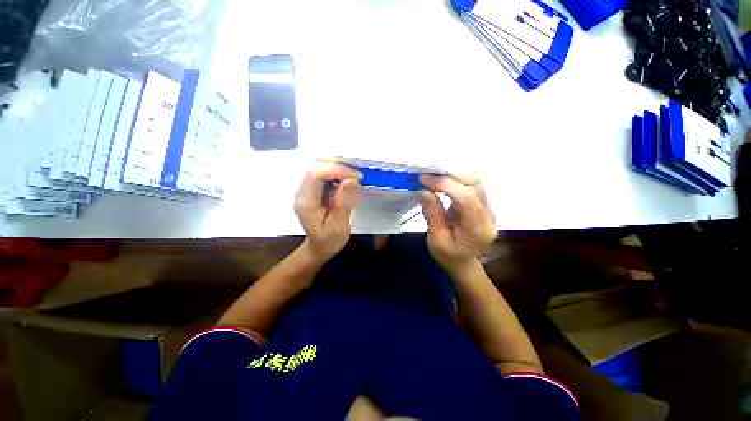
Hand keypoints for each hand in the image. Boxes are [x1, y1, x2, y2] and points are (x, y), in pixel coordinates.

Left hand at [294, 159, 362, 263]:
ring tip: (355, 177)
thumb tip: (351, 181)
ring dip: (339, 169)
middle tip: (357, 175)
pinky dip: (338, 173)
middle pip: (316, 166)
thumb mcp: (339, 227)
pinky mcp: (314, 190)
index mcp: (306, 202)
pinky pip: (325, 174)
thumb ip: (343, 203)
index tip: (356, 177)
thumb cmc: (329, 241)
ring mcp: (307, 189)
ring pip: (320, 167)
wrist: (319, 247)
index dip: (336, 171)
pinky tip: (349, 180)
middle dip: (338, 167)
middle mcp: (303, 192)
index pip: (316, 175)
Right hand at [418, 174, 496, 272]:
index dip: (445, 184)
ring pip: (474, 182)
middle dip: (449, 177)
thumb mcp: (436, 240)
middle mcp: (489, 215)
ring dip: (453, 177)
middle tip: (427, 176)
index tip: (424, 179)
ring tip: (433, 178)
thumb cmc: (448, 255)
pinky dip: (455, 181)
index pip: (466, 198)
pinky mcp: (482, 205)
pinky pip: (471, 186)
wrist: (462, 261)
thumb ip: (432, 215)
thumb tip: (424, 191)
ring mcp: (488, 209)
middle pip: (474, 185)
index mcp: (479, 229)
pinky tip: (442, 183)